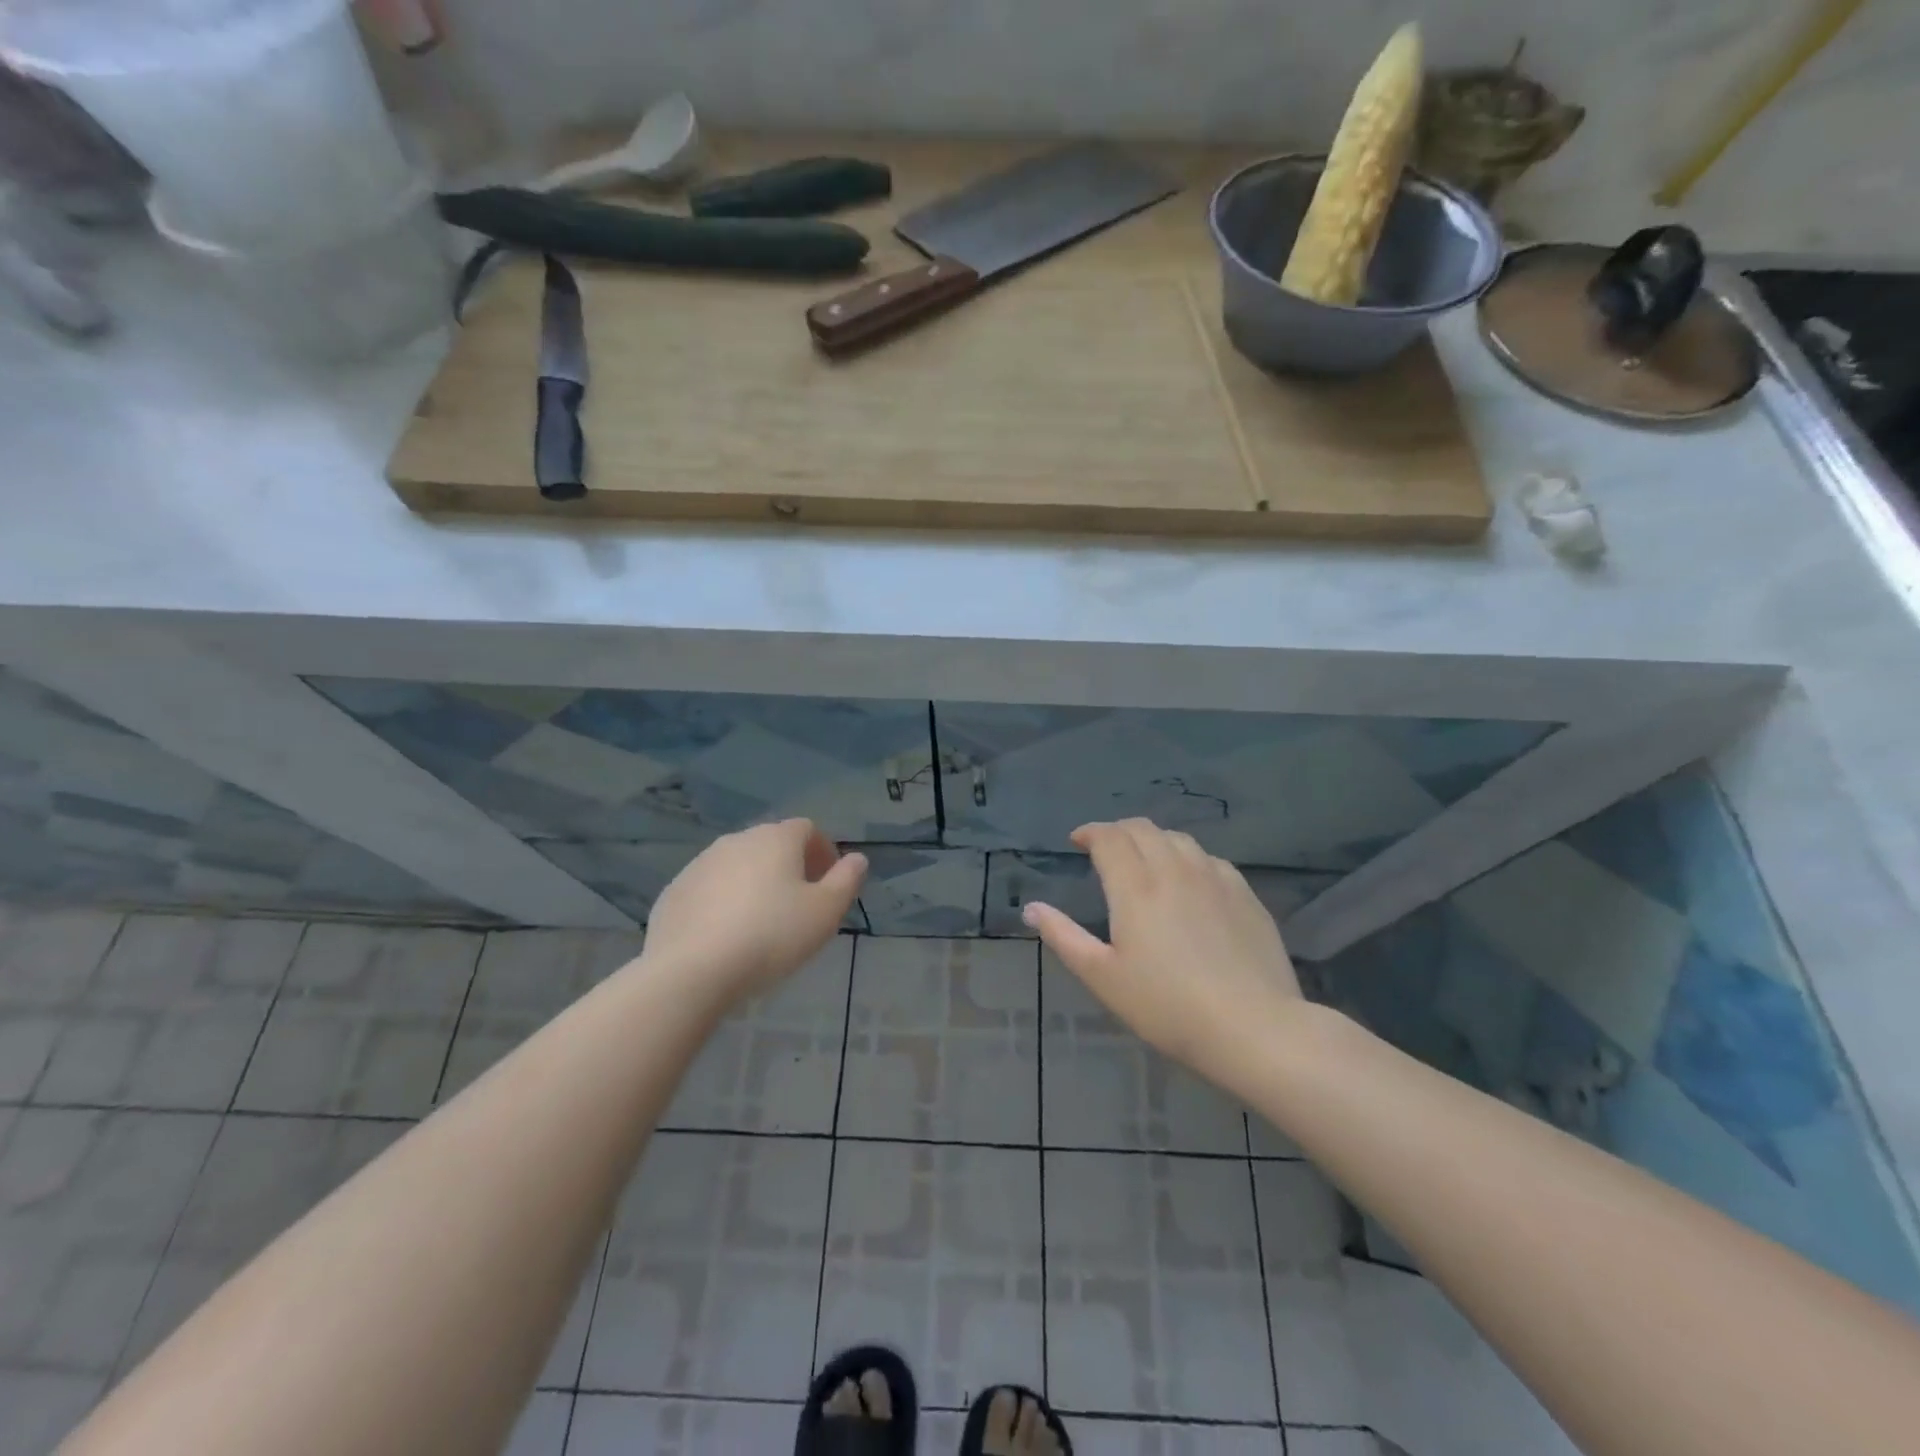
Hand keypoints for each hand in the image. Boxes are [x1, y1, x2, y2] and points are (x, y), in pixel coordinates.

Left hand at [639, 819, 866, 1009]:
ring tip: (762, 922)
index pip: (807, 829)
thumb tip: (857, 858)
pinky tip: (727, 935)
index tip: (828, 883)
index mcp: (776, 839)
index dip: (823, 851)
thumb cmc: (771, 936)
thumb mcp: (825, 912)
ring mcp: (700, 864)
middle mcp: (736, 840)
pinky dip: (723, 902)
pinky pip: (709, 889)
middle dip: (789, 866)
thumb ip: (846, 881)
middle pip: (771, 844)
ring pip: (738, 865)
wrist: (692, 970)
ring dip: (754, 883)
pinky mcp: (674, 892)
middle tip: (799, 903)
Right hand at [1024, 819, 1301, 1080]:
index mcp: (1135, 886)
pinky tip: (1189, 881)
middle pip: (1143, 829)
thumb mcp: (1102, 977)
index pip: (1109, 837)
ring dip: (1153, 840)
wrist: (1253, 1028)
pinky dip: (1187, 858)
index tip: (1078, 841)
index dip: (1090, 832)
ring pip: (1178, 839)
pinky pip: (1209, 859)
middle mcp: (1174, 869)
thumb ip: (1064, 936)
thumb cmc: (1167, 1006)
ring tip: (1145, 860)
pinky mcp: (1245, 894)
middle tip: (1105, 849)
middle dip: (1118, 831)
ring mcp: (1215, 878)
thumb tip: (1031, 907)